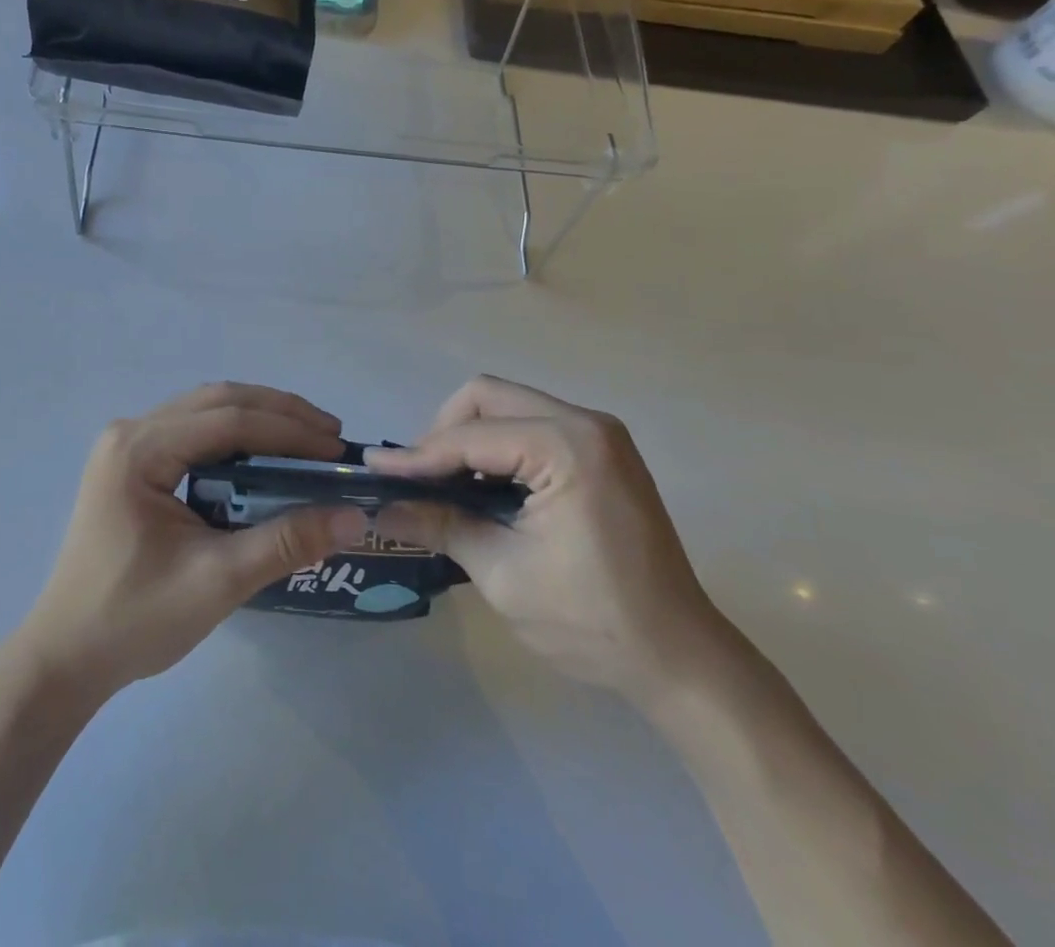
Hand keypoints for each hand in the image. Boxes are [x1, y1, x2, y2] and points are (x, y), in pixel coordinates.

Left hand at [19, 384, 368, 699]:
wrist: (65, 657)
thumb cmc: (134, 619)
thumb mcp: (218, 581)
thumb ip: (287, 542)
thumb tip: (354, 516)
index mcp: (140, 449)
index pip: (229, 420)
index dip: (289, 430)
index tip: (338, 450)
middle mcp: (131, 431)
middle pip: (218, 401)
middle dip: (280, 413)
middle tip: (331, 437)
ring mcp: (128, 444)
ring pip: (207, 410)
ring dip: (260, 418)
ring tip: (308, 439)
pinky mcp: (132, 462)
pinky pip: (194, 430)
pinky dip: (236, 435)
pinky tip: (265, 455)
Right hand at [370, 376, 721, 702]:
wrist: (680, 658)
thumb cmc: (592, 621)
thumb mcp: (503, 574)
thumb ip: (441, 525)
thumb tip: (383, 506)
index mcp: (567, 446)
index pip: (472, 436)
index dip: (419, 455)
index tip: (374, 469)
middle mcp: (586, 422)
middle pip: (489, 397)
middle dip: (444, 431)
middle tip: (418, 477)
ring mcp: (599, 434)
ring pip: (509, 406)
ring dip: (470, 437)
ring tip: (442, 483)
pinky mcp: (602, 451)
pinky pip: (532, 426)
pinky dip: (498, 447)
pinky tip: (482, 486)